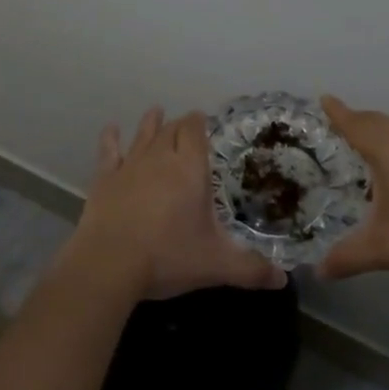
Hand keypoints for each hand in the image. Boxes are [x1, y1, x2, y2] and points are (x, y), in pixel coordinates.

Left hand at [69, 106, 286, 302]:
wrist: (110, 264)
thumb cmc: (168, 257)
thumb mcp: (216, 265)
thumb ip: (251, 269)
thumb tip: (283, 279)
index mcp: (190, 170)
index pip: (195, 132)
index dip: (199, 122)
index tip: (203, 119)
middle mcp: (161, 159)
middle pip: (172, 130)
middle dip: (180, 125)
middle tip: (186, 124)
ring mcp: (130, 166)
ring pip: (143, 135)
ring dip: (151, 123)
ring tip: (156, 110)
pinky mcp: (105, 179)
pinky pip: (109, 151)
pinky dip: (111, 139)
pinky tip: (111, 129)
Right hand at [318, 96, 388, 282]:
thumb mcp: (385, 249)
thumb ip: (348, 257)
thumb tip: (320, 271)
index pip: (357, 125)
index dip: (339, 113)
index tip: (325, 99)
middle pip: (381, 123)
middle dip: (360, 121)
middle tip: (344, 123)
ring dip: (387, 136)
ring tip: (377, 151)